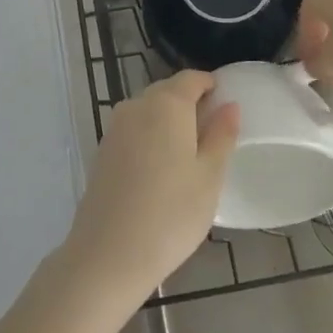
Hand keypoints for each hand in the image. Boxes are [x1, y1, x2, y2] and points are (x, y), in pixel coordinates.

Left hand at [62, 71, 239, 304]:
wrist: (108, 254)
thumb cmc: (171, 214)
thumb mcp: (209, 177)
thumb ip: (221, 135)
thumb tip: (230, 104)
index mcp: (166, 104)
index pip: (191, 78)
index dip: (211, 86)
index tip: (226, 104)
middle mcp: (136, 106)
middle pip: (168, 91)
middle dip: (190, 103)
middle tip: (213, 134)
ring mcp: (115, 128)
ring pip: (148, 111)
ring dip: (169, 122)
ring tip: (189, 155)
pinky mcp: (102, 151)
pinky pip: (133, 130)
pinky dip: (150, 138)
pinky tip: (161, 169)